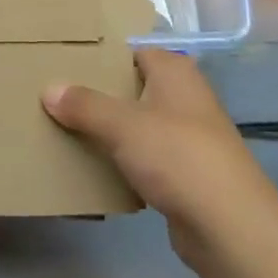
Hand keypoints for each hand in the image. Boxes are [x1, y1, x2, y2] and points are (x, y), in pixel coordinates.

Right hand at [43, 49, 273, 269]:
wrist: (229, 226)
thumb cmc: (177, 156)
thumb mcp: (122, 125)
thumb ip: (84, 105)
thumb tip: (49, 89)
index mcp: (174, 71)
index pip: (129, 51)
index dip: (98, 57)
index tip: (63, 64)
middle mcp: (184, 95)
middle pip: (131, 88)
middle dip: (97, 95)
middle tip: (55, 98)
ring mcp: (188, 135)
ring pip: (137, 125)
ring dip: (108, 131)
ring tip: (65, 131)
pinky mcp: (186, 173)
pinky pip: (145, 158)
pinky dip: (123, 162)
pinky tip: (94, 170)